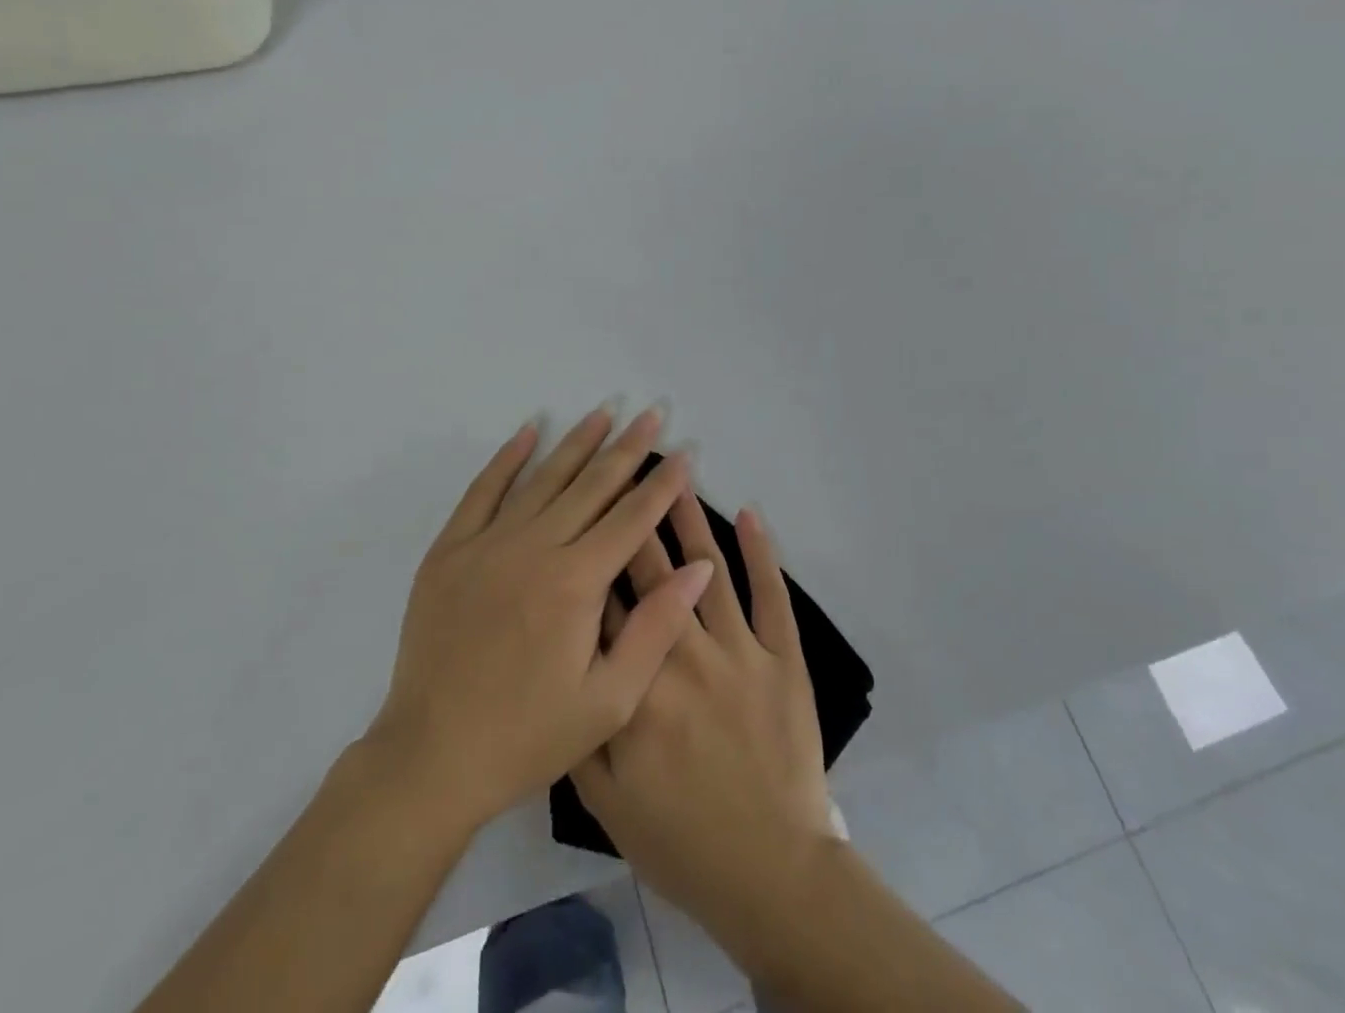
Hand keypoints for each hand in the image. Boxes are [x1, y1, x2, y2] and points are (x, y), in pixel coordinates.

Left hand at [367, 406, 715, 836]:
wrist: (432, 756)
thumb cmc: (528, 735)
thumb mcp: (609, 701)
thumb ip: (655, 628)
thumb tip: (697, 567)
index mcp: (576, 583)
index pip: (632, 517)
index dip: (663, 483)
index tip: (685, 451)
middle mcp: (535, 548)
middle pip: (592, 485)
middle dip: (628, 448)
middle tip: (652, 413)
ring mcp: (487, 543)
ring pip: (543, 478)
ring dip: (577, 442)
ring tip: (604, 412)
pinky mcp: (450, 550)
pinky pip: (483, 490)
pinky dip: (507, 458)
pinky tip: (528, 431)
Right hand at [571, 495, 834, 923]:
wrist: (769, 875)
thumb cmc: (679, 839)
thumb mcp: (606, 800)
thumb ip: (580, 726)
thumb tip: (562, 660)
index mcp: (637, 686)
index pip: (607, 604)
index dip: (595, 553)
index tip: (585, 509)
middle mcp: (684, 654)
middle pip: (654, 571)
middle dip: (636, 517)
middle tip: (627, 468)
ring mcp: (739, 651)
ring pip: (707, 568)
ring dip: (689, 518)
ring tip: (676, 475)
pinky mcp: (782, 658)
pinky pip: (771, 595)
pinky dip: (761, 552)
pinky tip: (749, 514)